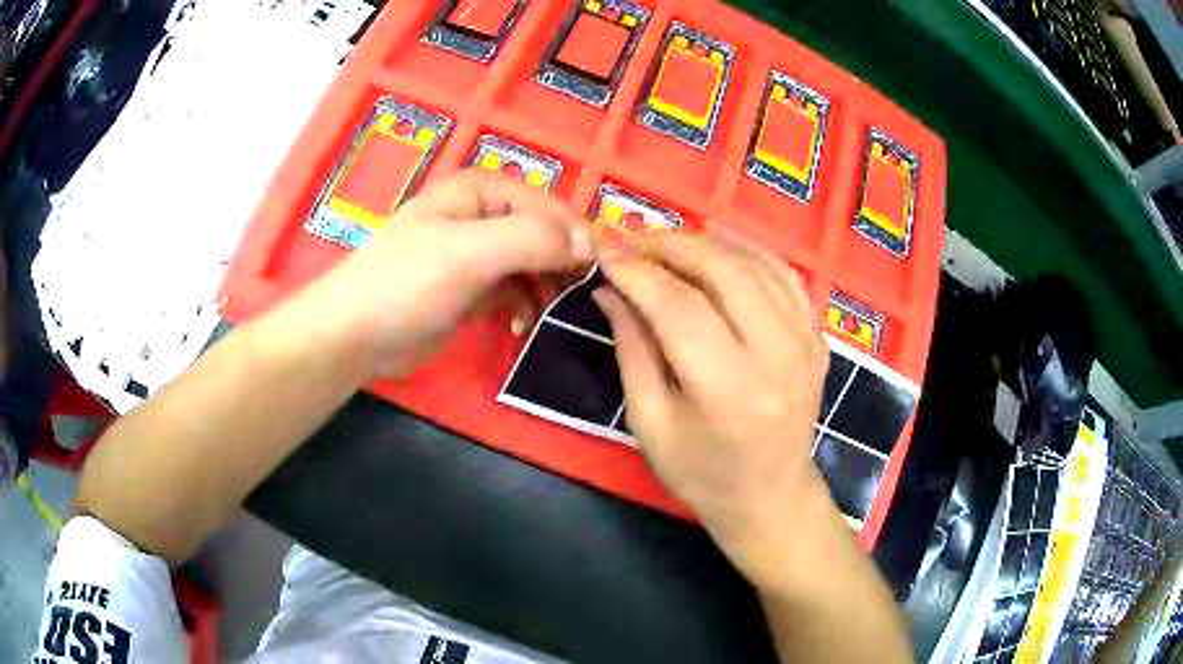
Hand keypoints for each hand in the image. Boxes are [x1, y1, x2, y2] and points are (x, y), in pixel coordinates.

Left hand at [317, 170, 593, 377]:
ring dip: (545, 286)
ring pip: (532, 262)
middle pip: (543, 232)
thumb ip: (532, 239)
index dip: (574, 235)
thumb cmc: (407, 283)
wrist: (356, 334)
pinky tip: (520, 324)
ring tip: (549, 311)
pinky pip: (514, 289)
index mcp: (480, 191)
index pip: (547, 204)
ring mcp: (476, 253)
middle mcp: (481, 215)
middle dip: (561, 262)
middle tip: (575, 296)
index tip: (594, 272)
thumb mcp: (470, 252)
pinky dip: (524, 304)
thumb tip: (586, 245)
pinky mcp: (471, 288)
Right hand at [594, 232, 831, 585]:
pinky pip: (782, 273)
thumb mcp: (649, 422)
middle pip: (722, 270)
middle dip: (670, 245)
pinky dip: (745, 253)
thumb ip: (632, 348)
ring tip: (666, 248)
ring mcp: (805, 341)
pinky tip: (715, 254)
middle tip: (634, 244)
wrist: (770, 494)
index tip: (606, 254)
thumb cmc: (701, 472)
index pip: (679, 306)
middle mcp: (777, 356)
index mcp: (729, 390)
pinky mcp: (816, 335)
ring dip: (705, 243)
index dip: (638, 272)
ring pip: (753, 262)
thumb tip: (610, 288)